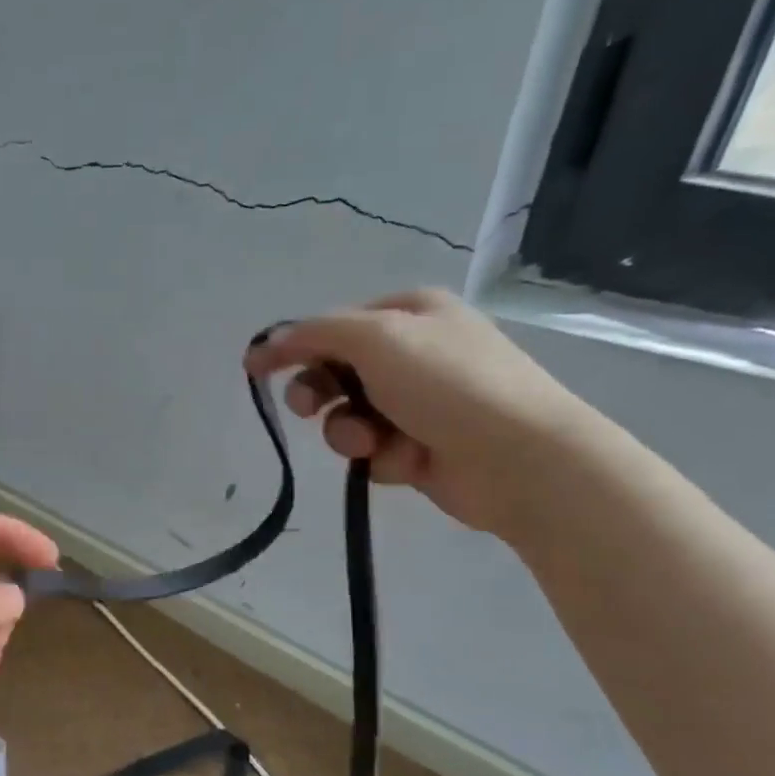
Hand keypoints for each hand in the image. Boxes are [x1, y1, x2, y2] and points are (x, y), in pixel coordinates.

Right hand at [244, 288, 603, 539]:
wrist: (519, 458)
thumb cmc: (448, 384)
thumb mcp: (377, 339)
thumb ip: (315, 335)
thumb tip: (267, 342)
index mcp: (410, 314)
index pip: (332, 326)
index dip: (293, 347)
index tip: (255, 370)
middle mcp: (414, 353)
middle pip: (335, 372)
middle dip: (319, 394)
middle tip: (309, 410)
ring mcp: (419, 403)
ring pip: (349, 417)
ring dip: (349, 432)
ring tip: (370, 443)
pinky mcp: (420, 447)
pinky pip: (373, 451)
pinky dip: (380, 457)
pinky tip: (406, 462)